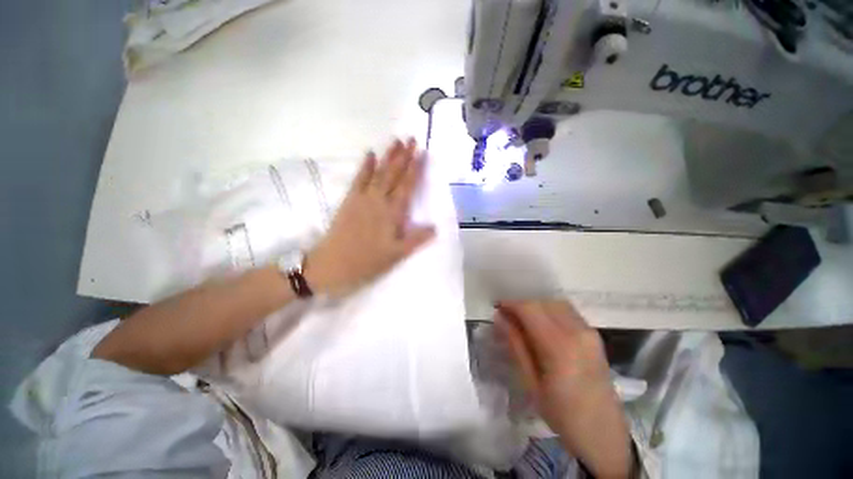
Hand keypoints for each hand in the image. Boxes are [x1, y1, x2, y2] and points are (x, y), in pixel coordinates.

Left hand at [304, 138, 434, 296]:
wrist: (332, 264)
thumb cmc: (367, 262)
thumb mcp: (396, 255)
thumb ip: (416, 239)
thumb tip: (435, 227)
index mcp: (392, 213)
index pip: (407, 186)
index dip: (416, 169)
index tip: (422, 153)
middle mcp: (379, 201)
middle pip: (394, 175)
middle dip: (404, 156)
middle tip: (411, 139)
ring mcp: (363, 198)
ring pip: (378, 173)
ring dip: (388, 156)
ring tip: (395, 141)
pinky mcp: (349, 200)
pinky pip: (359, 179)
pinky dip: (365, 166)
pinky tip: (370, 154)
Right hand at [495, 300, 632, 478]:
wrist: (604, 435)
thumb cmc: (562, 414)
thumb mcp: (531, 383)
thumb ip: (515, 345)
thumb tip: (499, 317)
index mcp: (560, 346)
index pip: (530, 308)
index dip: (510, 302)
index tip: (496, 306)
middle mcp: (577, 332)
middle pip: (542, 302)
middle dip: (521, 303)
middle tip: (506, 314)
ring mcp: (589, 332)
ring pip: (555, 303)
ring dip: (535, 305)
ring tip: (521, 319)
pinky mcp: (594, 335)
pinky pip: (567, 311)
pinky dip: (549, 310)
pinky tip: (541, 324)